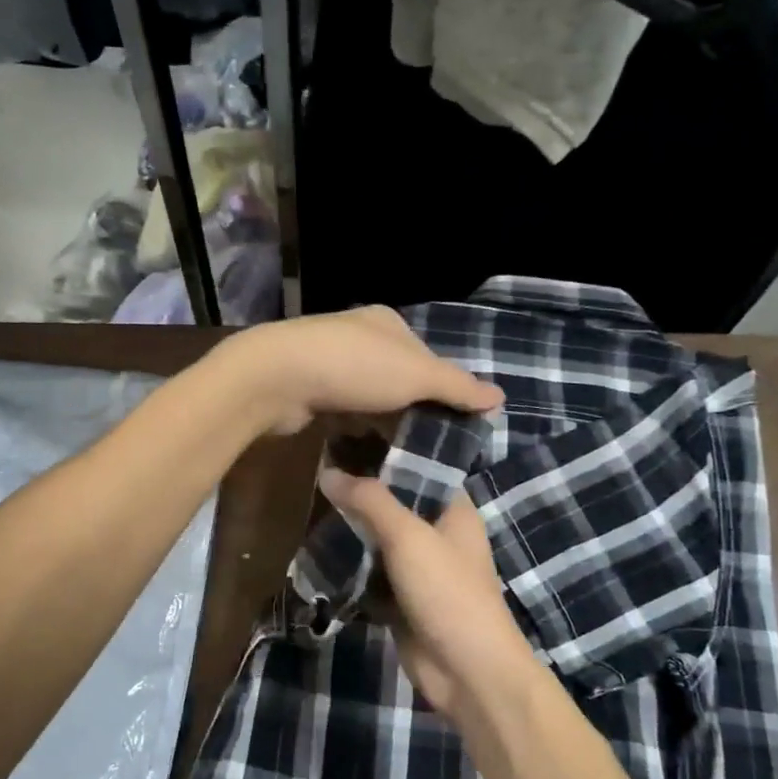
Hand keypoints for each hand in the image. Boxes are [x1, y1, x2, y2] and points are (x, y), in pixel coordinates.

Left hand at [218, 306, 502, 435]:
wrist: (277, 378)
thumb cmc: (354, 368)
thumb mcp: (416, 375)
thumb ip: (456, 386)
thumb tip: (500, 396)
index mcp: (386, 323)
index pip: (428, 357)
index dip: (445, 388)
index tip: (458, 424)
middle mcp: (358, 338)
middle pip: (399, 378)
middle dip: (414, 409)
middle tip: (434, 446)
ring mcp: (330, 364)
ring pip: (371, 398)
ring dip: (385, 423)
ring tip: (407, 455)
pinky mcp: (309, 391)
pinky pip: (344, 413)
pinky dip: (357, 429)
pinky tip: (368, 451)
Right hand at [317, 474, 540, 721]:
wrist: (467, 672)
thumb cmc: (447, 592)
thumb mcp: (408, 537)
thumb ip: (369, 501)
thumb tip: (327, 471)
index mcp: (453, 509)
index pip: (419, 468)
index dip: (385, 453)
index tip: (345, 439)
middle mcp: (438, 534)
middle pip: (394, 504)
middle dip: (360, 494)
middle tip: (316, 473)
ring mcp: (421, 569)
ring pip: (379, 539)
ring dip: (351, 530)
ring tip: (311, 506)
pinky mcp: (402, 599)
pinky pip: (371, 573)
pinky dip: (351, 565)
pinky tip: (319, 550)